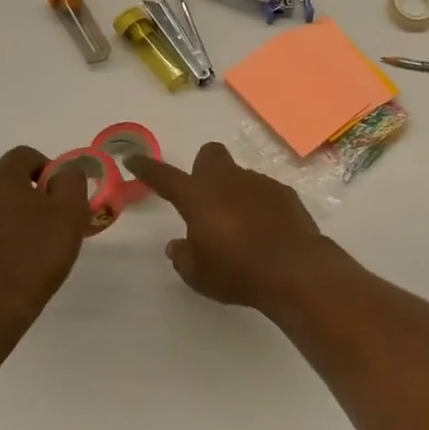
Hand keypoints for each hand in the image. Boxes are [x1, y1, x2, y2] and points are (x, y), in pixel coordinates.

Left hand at [0, 146, 90, 324]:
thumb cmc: (35, 254)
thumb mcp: (70, 212)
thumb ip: (71, 181)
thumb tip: (63, 173)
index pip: (25, 155)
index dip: (49, 169)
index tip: (62, 197)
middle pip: (7, 180)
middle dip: (31, 194)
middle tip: (52, 222)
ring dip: (13, 217)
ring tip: (33, 246)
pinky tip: (12, 264)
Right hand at [126, 142, 335, 309]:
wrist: (294, 269)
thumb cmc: (237, 272)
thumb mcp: (198, 274)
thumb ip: (183, 256)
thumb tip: (178, 244)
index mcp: (198, 197)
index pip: (165, 176)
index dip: (147, 167)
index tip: (133, 158)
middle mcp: (227, 181)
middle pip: (209, 155)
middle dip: (202, 168)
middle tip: (203, 198)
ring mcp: (259, 183)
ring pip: (238, 176)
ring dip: (233, 193)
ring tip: (239, 228)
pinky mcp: (284, 193)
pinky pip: (263, 191)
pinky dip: (258, 205)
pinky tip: (264, 231)